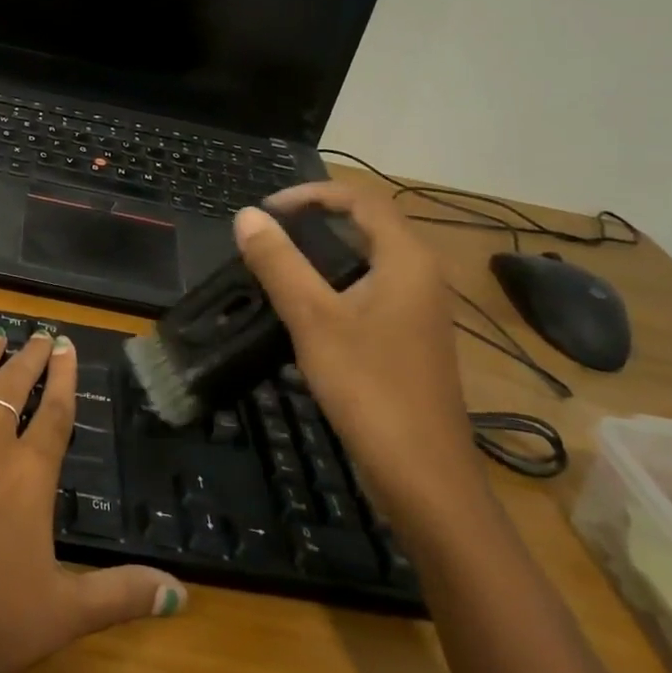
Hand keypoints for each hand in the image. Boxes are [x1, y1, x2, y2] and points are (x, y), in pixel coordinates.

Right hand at [233, 183, 487, 531]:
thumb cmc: (369, 388)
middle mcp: (421, 277)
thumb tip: (246, 216)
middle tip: (265, 237)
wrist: (424, 478)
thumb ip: (279, 263)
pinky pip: (369, 293)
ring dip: (321, 255)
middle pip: (366, 227)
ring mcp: (419, 312)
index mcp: (407, 261)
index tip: (265, 212)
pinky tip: (303, 315)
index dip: (310, 194)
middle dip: (313, 222)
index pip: (360, 200)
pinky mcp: (410, 341)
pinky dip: (334, 287)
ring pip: (367, 262)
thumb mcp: (313, 320)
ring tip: (276, 268)